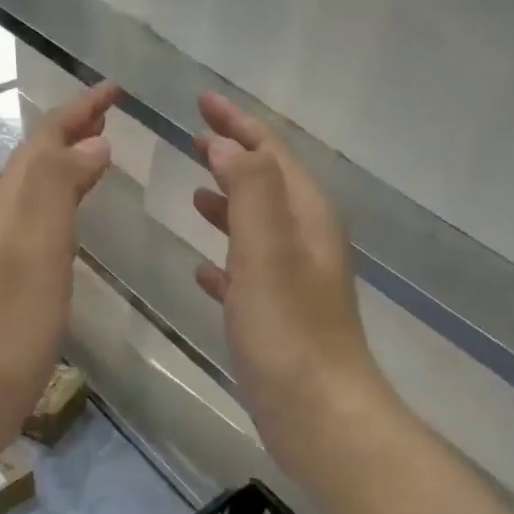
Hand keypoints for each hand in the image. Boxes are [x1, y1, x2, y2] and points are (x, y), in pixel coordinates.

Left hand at [0, 81, 119, 446]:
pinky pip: (43, 224)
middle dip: (74, 129)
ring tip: (102, 152)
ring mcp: (7, 252)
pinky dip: (65, 203)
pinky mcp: (14, 284)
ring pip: (39, 189)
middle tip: (112, 112)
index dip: (80, 109)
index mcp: (12, 202)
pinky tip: (76, 221)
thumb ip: (58, 187)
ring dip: (69, 162)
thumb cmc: (7, 321)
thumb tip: (93, 141)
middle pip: (39, 158)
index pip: (47, 139)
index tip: (117, 89)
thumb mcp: (35, 246)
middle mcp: (5, 218)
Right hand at [192, 92, 381, 451]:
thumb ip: (249, 190)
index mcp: (306, 216)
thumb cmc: (289, 330)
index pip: (271, 153)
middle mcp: (305, 240)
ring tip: (195, 191)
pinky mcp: (278, 316)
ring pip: (257, 226)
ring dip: (229, 203)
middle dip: (234, 155)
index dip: (239, 123)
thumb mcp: (267, 249)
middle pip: (267, 183)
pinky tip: (202, 267)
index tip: (202, 99)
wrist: (319, 414)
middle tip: (195, 136)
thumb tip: (227, 145)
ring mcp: (294, 280)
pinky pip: (248, 272)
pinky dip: (226, 258)